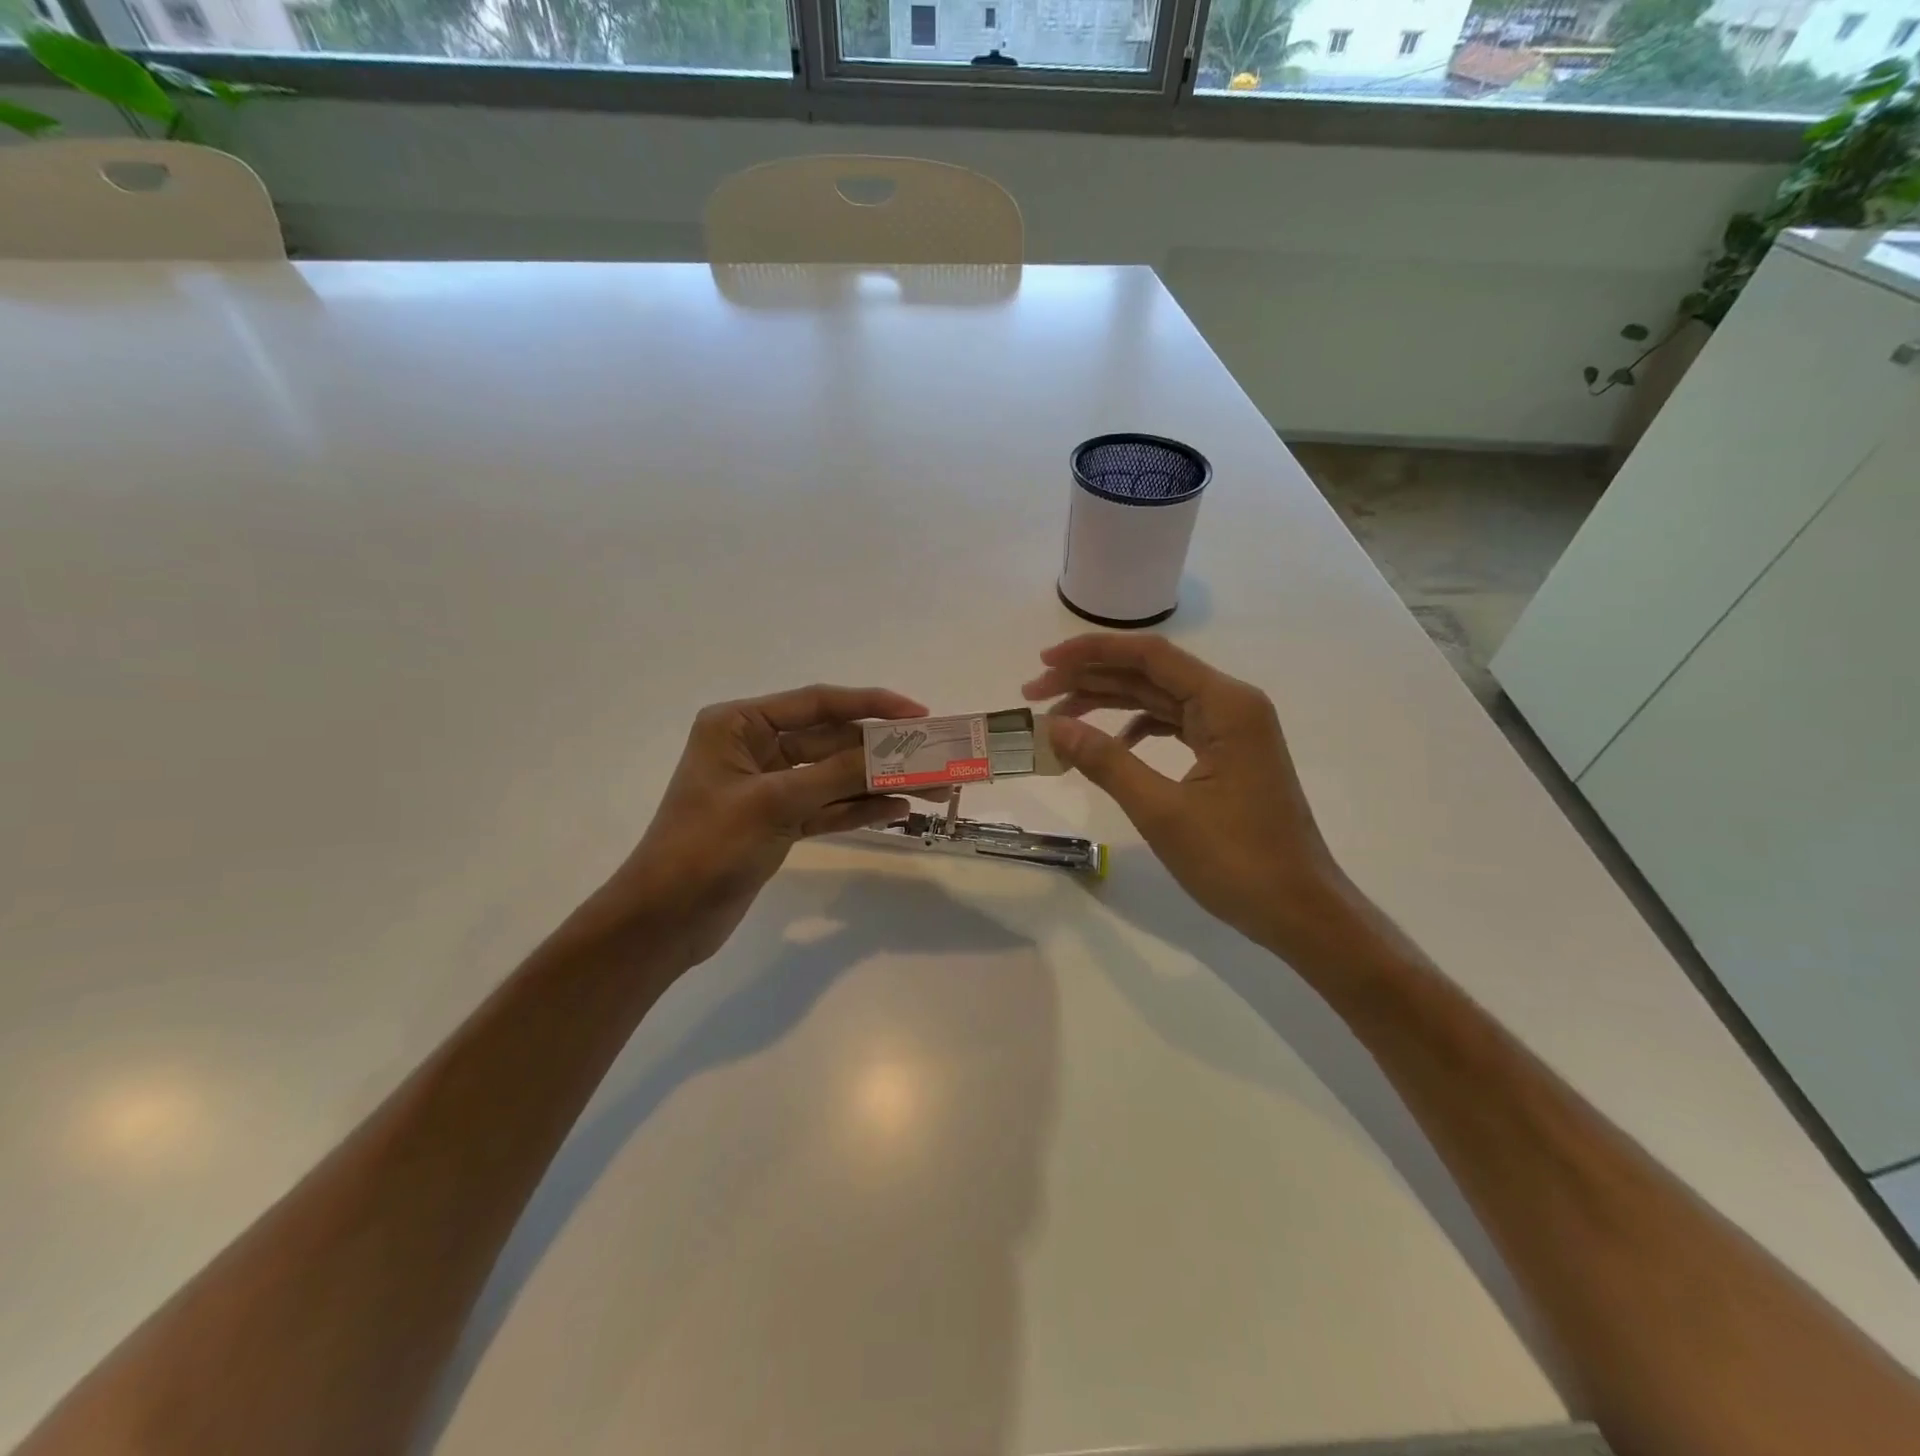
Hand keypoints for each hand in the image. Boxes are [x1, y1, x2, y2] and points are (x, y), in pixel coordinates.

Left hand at [590, 684, 926, 965]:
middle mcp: (755, 747)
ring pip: (835, 776)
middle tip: (936, 757)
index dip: (871, 705)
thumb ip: (836, 775)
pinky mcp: (779, 822)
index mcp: (739, 724)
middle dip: (882, 751)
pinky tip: (899, 810)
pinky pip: (828, 807)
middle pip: (832, 741)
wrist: (664, 921)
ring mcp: (769, 787)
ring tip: (933, 788)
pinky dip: (859, 809)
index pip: (817, 703)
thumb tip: (894, 754)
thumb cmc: (706, 848)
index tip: (918, 714)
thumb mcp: (773, 804)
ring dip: (879, 782)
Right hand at [1023, 634, 1353, 956]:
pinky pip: (1175, 726)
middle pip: (1151, 674)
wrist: (1300, 912)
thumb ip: (1106, 762)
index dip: (1092, 653)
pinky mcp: (1229, 756)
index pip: (1150, 656)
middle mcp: (1233, 705)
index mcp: (1227, 705)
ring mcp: (1234, 731)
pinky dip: (1137, 729)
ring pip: (1160, 699)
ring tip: (1059, 719)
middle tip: (1035, 695)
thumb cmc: (1237, 861)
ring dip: (1109, 704)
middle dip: (1091, 679)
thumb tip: (1055, 727)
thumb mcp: (1162, 812)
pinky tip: (1110, 746)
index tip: (1044, 663)